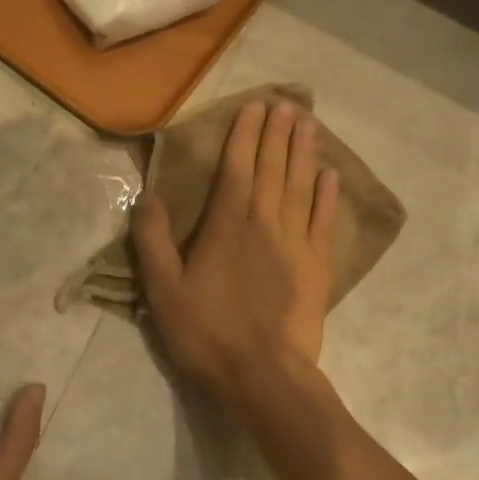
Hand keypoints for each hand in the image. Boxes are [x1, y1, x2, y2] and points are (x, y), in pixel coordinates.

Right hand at [132, 98, 338, 412]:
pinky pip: (323, 221)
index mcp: (226, 226)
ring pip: (301, 187)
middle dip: (277, 134)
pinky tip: (330, 174)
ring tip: (308, 122)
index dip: (244, 136)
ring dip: (303, 152)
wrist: (263, 376)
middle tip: (286, 103)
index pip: (237, 169)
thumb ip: (152, 241)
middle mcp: (265, 224)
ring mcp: (296, 244)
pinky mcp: (317, 267)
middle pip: (273, 169)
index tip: (253, 107)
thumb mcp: (163, 290)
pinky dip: (327, 195)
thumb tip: (148, 197)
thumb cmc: (206, 333)